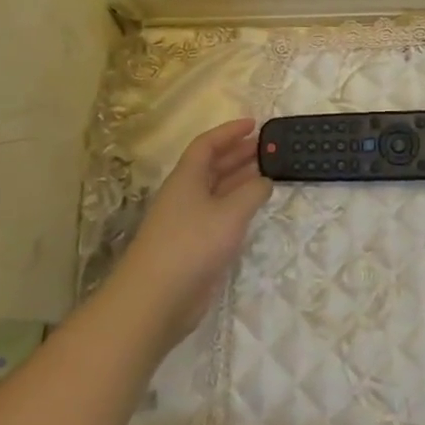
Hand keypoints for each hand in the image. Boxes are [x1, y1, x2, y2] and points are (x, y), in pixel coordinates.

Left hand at [107, 120, 272, 352]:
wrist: (156, 299)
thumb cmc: (192, 245)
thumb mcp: (230, 213)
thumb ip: (252, 192)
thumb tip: (264, 181)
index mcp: (187, 178)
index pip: (207, 145)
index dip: (229, 132)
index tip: (254, 124)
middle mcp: (185, 195)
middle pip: (212, 166)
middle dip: (238, 154)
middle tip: (267, 148)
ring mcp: (187, 221)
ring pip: (216, 191)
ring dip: (240, 180)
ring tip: (268, 173)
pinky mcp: (192, 246)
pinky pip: (218, 216)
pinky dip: (237, 207)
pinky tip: (253, 210)